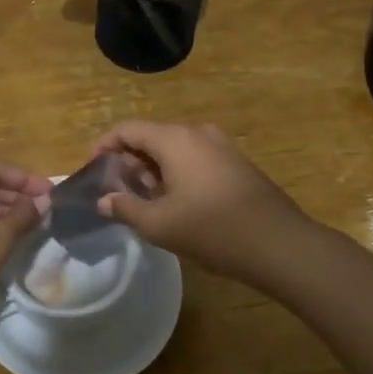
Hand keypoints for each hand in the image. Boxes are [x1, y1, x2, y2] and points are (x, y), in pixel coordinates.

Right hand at [92, 121, 321, 290]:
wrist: (279, 244)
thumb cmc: (212, 229)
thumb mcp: (159, 224)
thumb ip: (126, 208)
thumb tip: (104, 200)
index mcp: (174, 139)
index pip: (127, 129)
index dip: (104, 146)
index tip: (93, 169)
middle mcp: (197, 133)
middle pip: (151, 137)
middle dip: (130, 161)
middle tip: (119, 192)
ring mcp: (221, 146)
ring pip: (174, 149)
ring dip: (154, 169)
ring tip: (146, 202)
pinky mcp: (237, 163)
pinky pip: (195, 158)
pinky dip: (177, 173)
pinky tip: (178, 204)